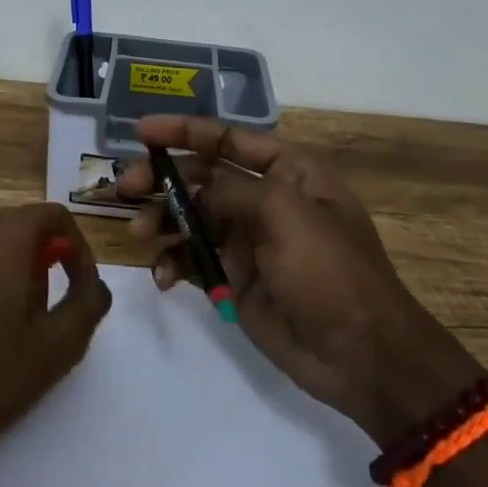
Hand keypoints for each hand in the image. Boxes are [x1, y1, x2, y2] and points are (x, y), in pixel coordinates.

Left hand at [0, 202, 111, 466]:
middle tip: (47, 313)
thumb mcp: (55, 348)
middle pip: (19, 230)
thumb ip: (87, 305)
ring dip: (6, 275)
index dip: (78, 247)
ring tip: (9, 326)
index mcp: (4, 235)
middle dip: (42, 263)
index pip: (55, 216)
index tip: (81, 286)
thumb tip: (95, 285)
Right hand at [116, 118, 482, 447]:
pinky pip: (192, 260)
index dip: (185, 131)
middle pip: (202, 178)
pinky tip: (163, 276)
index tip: (141, 131)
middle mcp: (264, 201)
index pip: (228, 140)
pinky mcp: (233, 280)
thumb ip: (232, 192)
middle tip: (125, 188)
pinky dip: (173, 263)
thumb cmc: (331, 271)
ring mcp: (247, 242)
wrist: (362, 355)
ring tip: (141, 233)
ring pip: (191, 219)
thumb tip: (192, 188)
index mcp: (288, 173)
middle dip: (163, 179)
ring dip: (162, 221)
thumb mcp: (286, 215)